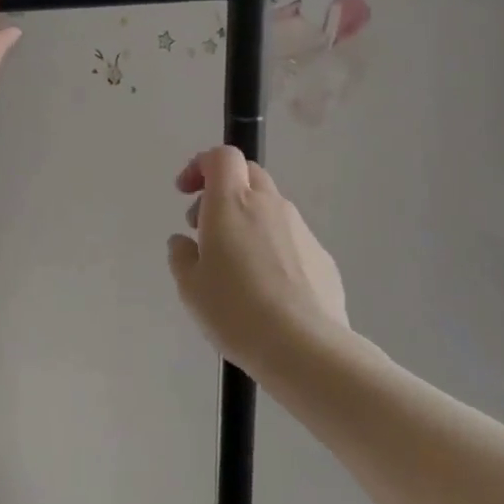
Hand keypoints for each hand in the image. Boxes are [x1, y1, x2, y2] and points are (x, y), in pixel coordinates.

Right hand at [167, 147, 349, 375]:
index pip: (222, 157)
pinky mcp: (322, 255)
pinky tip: (266, 288)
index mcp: (232, 203)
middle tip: (204, 226)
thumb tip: (184, 243)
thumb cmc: (235, 311)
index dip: (201, 165)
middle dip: (222, 190)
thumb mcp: (190, 287)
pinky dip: (271, 246)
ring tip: (235, 265)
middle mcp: (268, 205)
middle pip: (247, 175)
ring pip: (269, 207)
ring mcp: (300, 228)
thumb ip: (182, 256)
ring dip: (248, 220)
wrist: (304, 347)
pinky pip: (289, 238)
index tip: (186, 192)